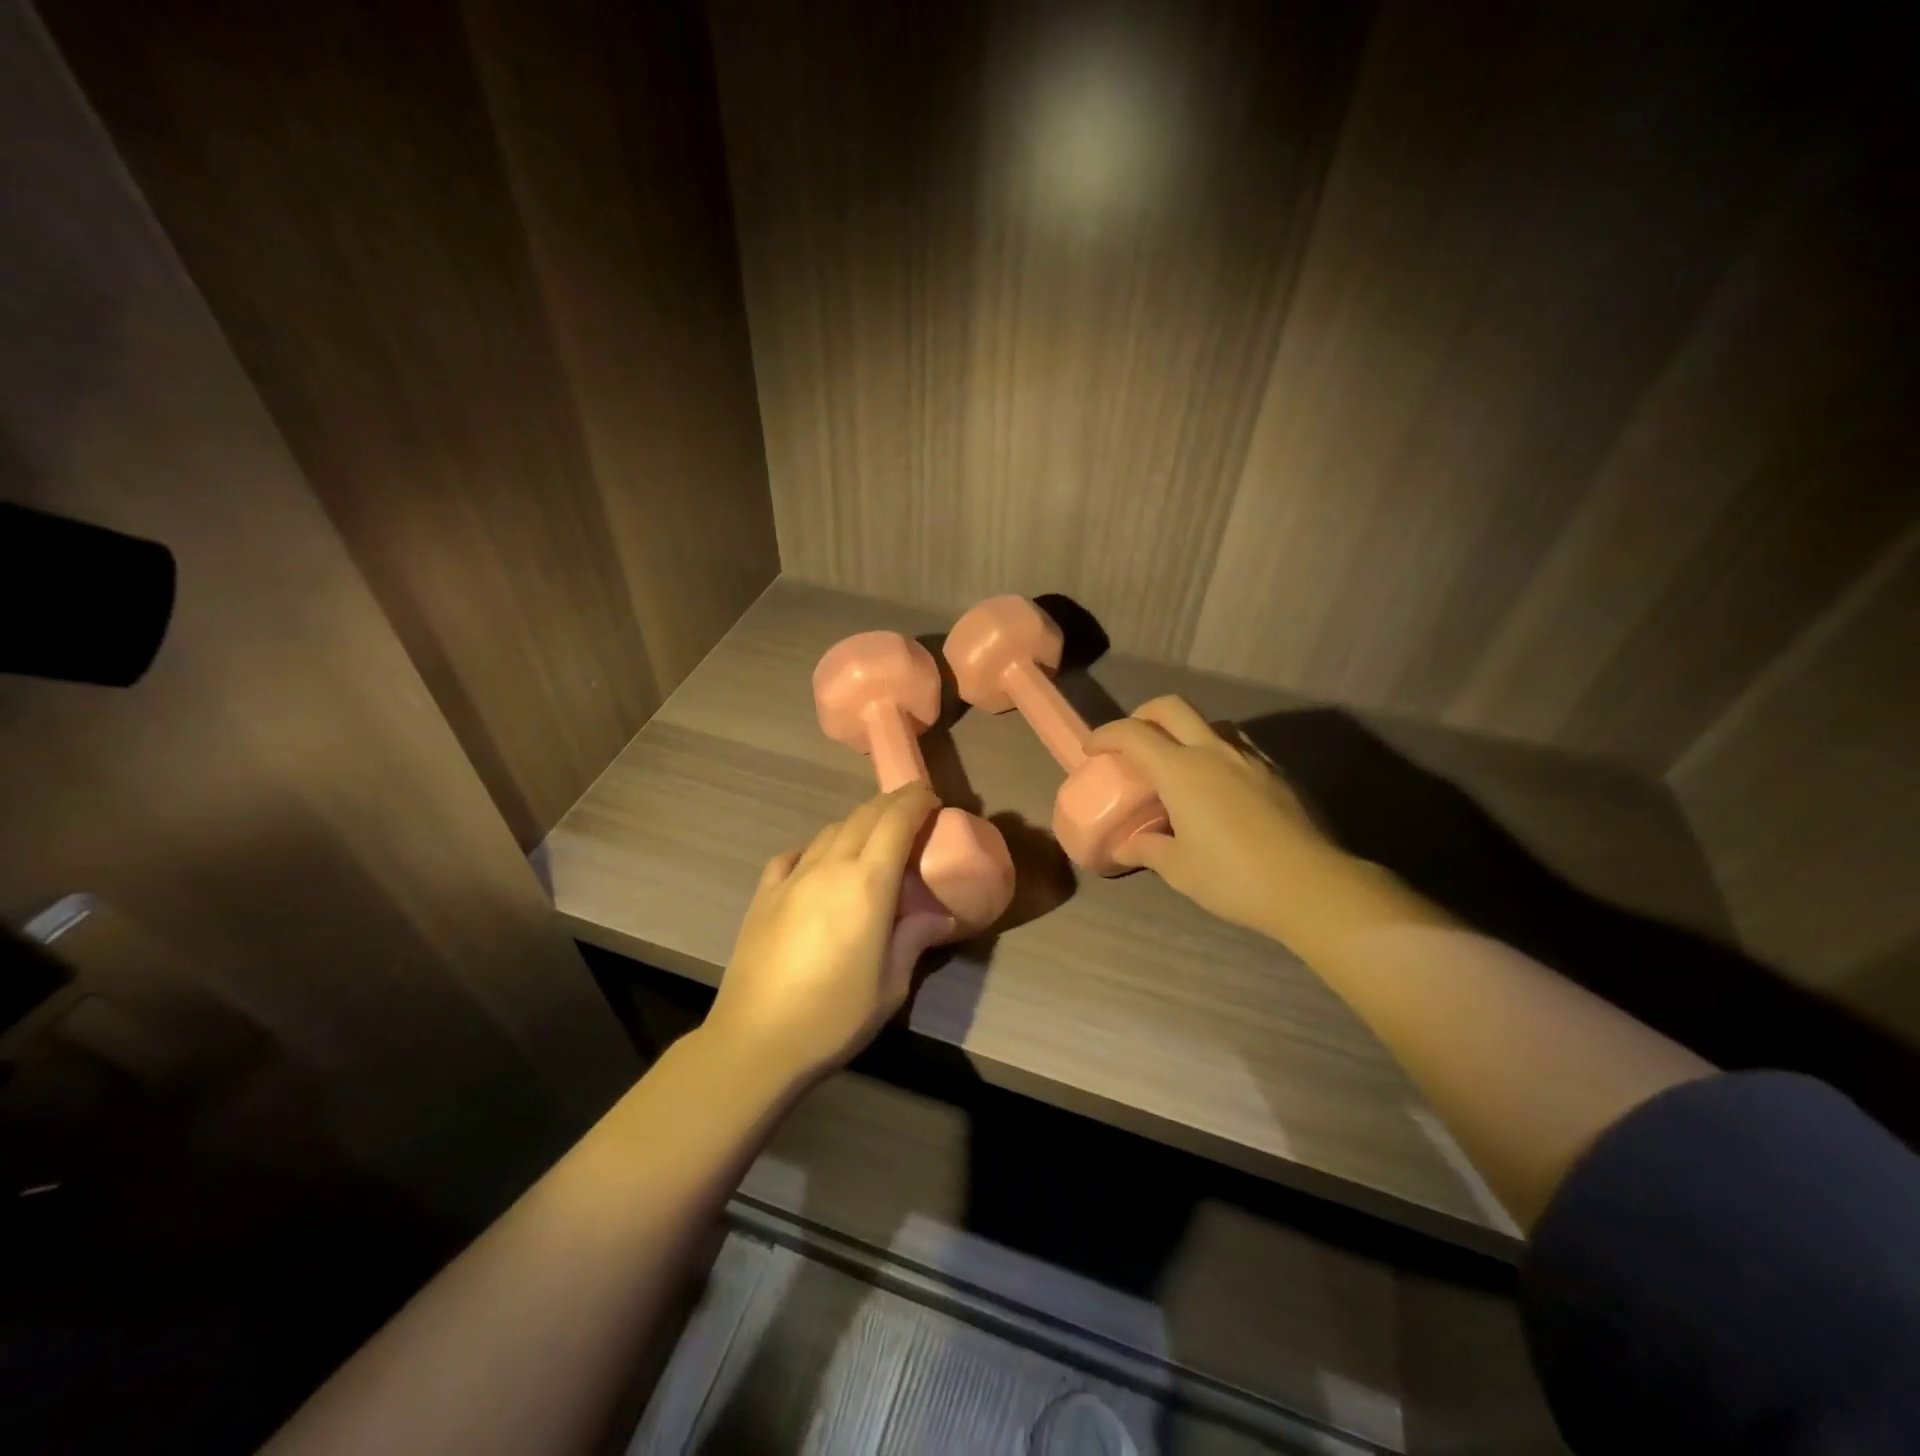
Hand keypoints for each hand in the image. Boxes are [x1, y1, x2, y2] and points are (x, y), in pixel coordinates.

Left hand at [703, 784, 952, 1089]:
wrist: (756, 1041)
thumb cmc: (834, 1016)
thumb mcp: (890, 985)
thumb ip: (914, 939)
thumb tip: (940, 917)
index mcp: (867, 883)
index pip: (896, 821)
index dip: (917, 801)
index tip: (933, 799)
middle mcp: (829, 867)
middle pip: (864, 816)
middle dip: (892, 803)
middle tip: (913, 809)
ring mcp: (791, 878)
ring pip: (830, 831)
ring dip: (857, 825)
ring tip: (872, 840)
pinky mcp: (764, 895)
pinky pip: (793, 856)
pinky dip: (815, 850)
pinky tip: (818, 866)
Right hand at [1088, 697, 1339, 935]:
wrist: (1311, 886)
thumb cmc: (1234, 878)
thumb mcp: (1180, 870)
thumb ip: (1148, 850)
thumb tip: (1124, 847)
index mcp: (1182, 771)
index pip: (1134, 734)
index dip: (1107, 735)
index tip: (1093, 749)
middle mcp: (1213, 752)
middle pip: (1172, 708)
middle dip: (1144, 715)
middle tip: (1132, 741)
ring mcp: (1250, 758)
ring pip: (1210, 722)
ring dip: (1184, 730)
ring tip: (1177, 761)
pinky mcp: (1276, 772)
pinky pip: (1238, 744)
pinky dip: (1215, 749)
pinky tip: (1217, 782)